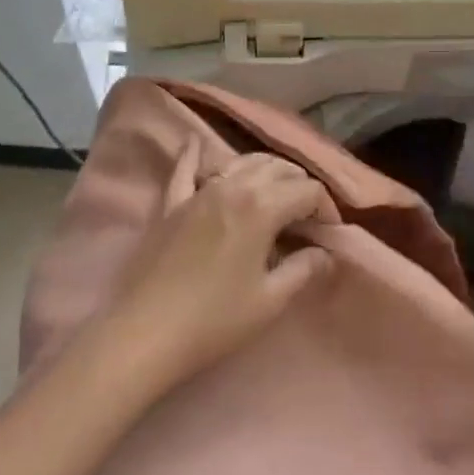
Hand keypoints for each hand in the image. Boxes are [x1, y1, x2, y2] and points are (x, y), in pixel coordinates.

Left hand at [98, 142, 336, 389]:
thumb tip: (325, 254)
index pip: (307, 191)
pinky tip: (197, 142)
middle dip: (298, 185)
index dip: (326, 208)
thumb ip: (303, 270)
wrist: (145, 331)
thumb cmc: (214, 320)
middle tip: (306, 214)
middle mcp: (233, 186)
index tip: (328, 232)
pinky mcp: (170, 203)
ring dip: (263, 169)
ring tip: (274, 189)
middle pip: (277, 169)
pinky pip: (185, 168)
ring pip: (239, 161)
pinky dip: (195, 154)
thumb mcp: (269, 301)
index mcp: (262, 207)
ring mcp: (199, 191)